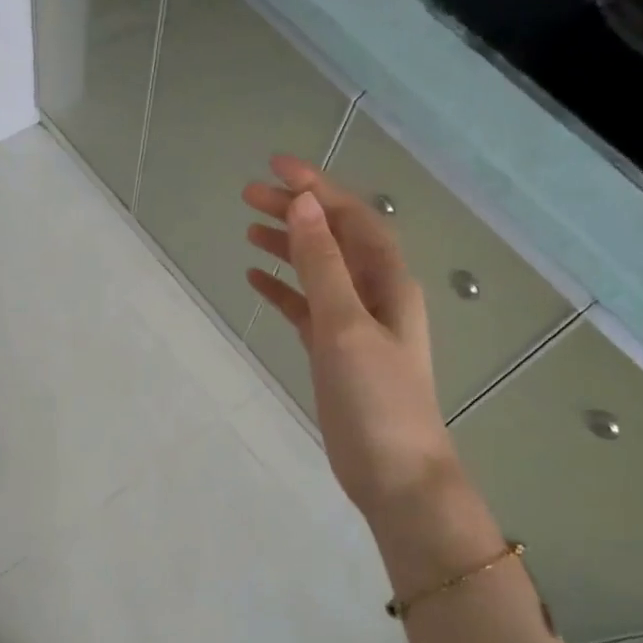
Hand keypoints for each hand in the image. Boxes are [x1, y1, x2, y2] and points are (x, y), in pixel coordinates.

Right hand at [243, 156, 457, 532]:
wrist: (395, 475)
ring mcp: (354, 325)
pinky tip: (256, 280)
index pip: (351, 217)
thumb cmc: (377, 399)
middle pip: (333, 239)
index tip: (275, 167)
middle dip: (296, 212)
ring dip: (287, 247)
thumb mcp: (346, 326)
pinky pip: (306, 309)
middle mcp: (374, 295)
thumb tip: (304, 205)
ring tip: (248, 229)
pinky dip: (283, 290)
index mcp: (387, 281)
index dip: (317, 188)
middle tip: (248, 195)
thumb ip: (323, 265)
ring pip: (318, 271)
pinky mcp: (335, 353)